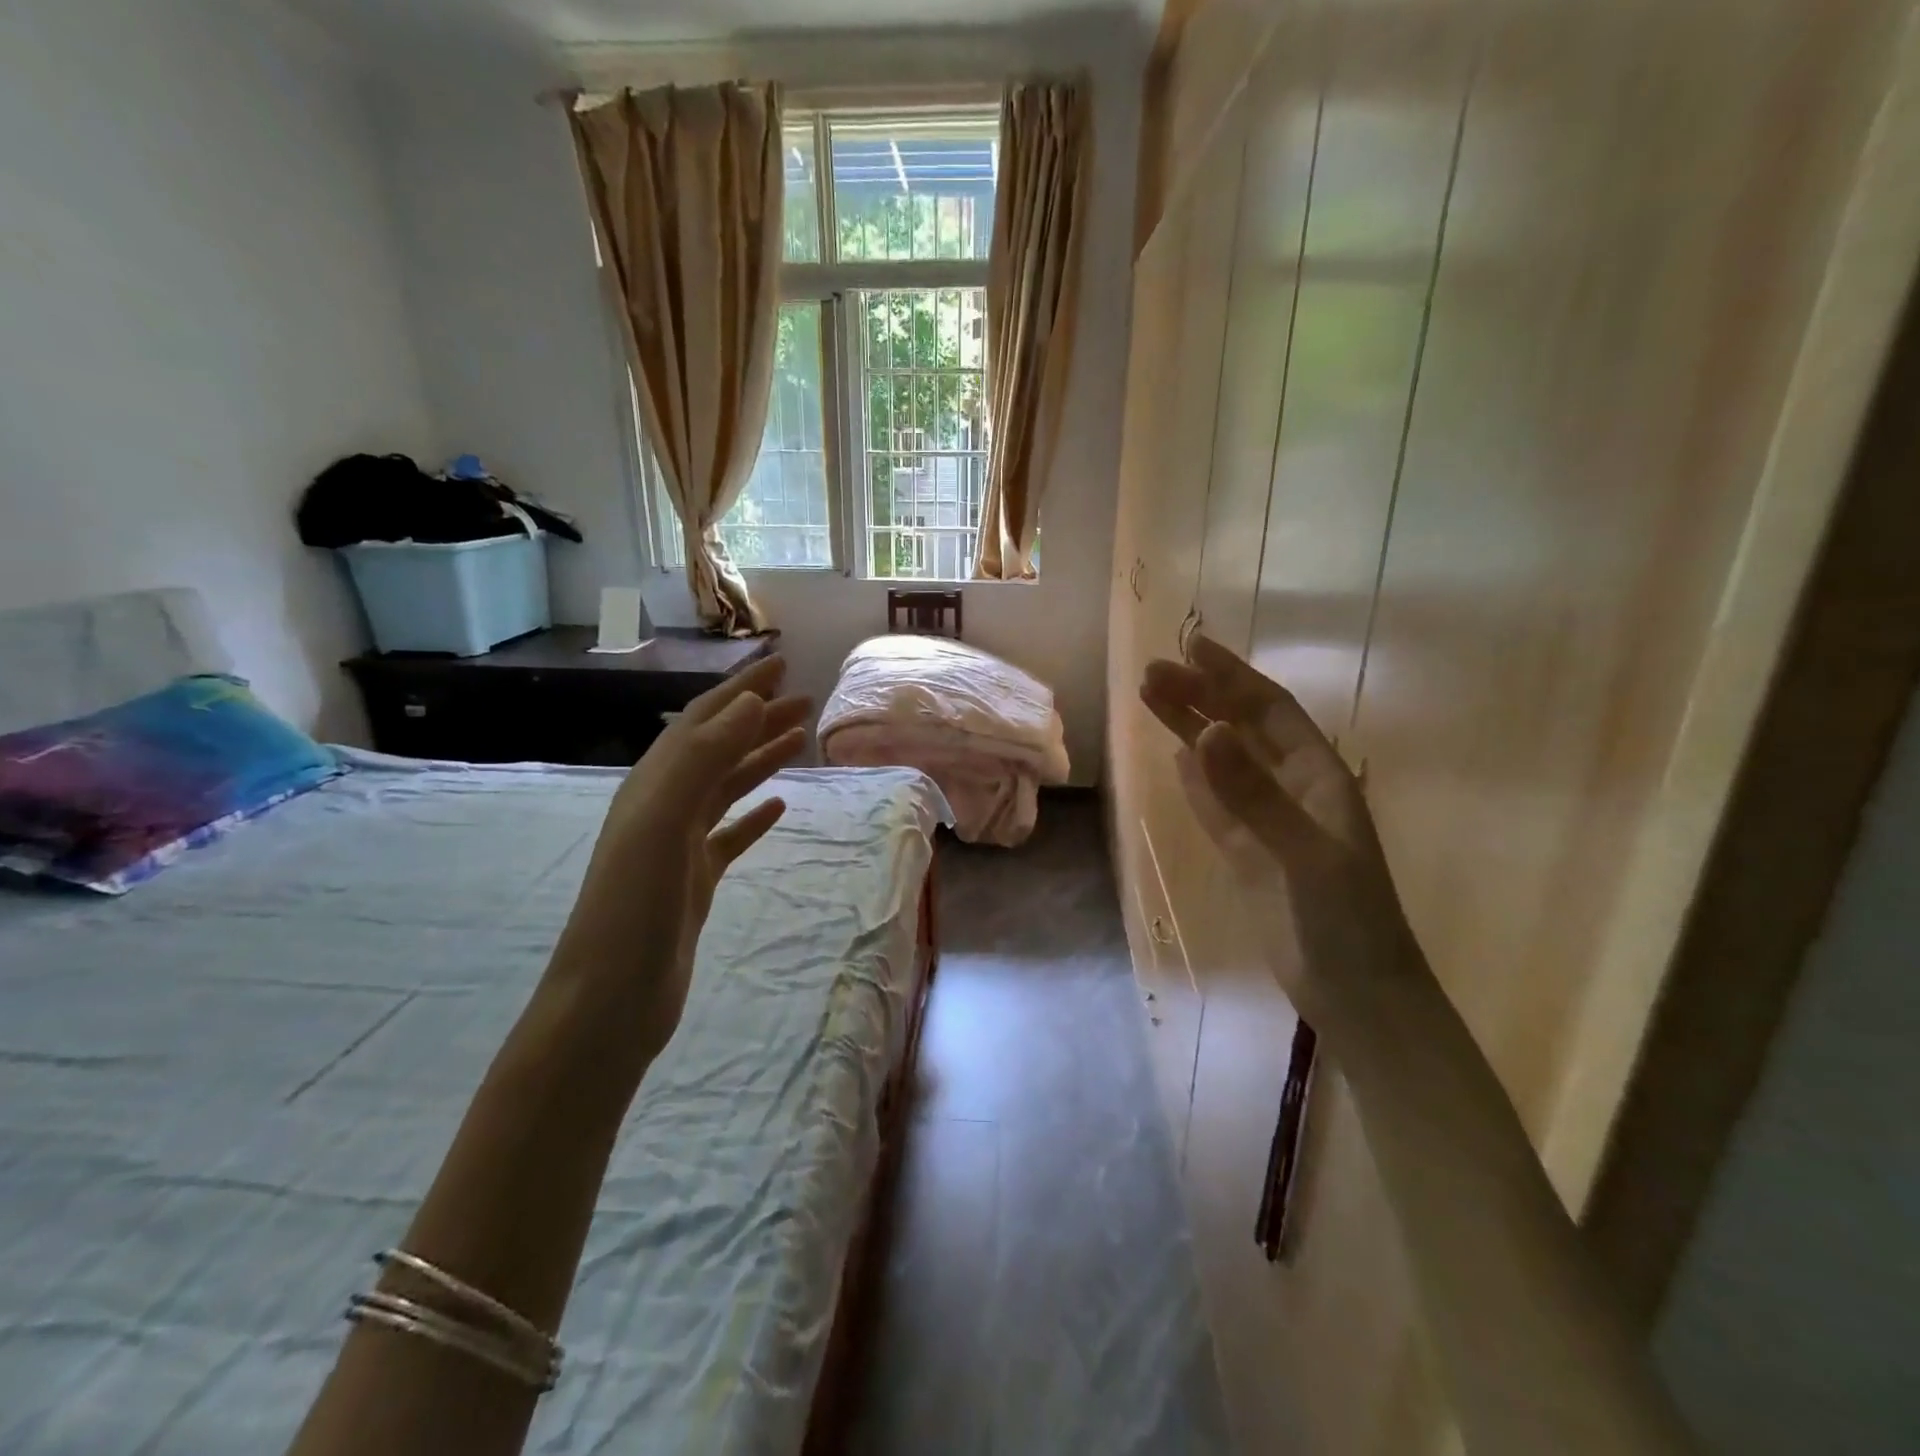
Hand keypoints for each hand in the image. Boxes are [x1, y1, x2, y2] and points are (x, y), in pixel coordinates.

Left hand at [543, 655, 809, 1068]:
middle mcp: (663, 806)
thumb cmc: (634, 907)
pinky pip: (730, 834)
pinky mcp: (694, 880)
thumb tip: (748, 704)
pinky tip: (780, 806)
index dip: (740, 690)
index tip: (781, 664)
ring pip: (727, 787)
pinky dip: (755, 814)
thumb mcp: (663, 822)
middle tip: (805, 699)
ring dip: (761, 759)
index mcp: (652, 785)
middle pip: (718, 748)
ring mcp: (678, 845)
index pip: (702, 722)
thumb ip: (702, 759)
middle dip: (759, 719)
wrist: (612, 999)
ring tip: (800, 739)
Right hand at [1140, 635, 1421, 1032]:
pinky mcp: (1248, 854)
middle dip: (1201, 697)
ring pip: (1223, 763)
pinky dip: (1197, 780)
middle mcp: (1294, 790)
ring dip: (1191, 729)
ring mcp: (1268, 822)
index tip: (1191, 647)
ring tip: (1151, 700)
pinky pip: (1217, 805)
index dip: (1232, 676)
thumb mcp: (1303, 852)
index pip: (1270, 711)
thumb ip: (1251, 794)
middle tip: (1151, 672)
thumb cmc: (1345, 920)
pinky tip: (1178, 758)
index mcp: (1319, 778)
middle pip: (1241, 729)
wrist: (1355, 995)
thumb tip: (1201, 733)